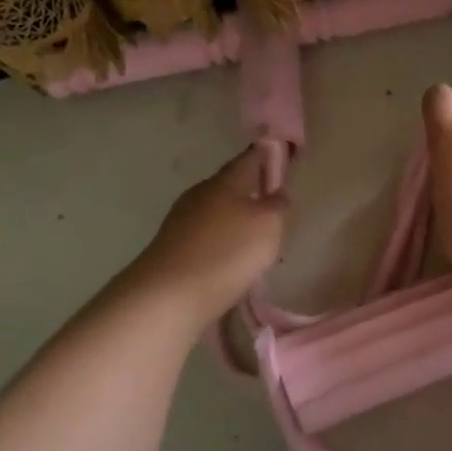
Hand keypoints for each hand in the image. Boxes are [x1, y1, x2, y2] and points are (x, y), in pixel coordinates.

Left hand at [125, 150, 286, 327]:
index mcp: (225, 182)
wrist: (169, 295)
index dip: (267, 155)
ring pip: (217, 212)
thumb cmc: (228, 252)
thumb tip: (277, 192)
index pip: (249, 158)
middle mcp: (200, 194)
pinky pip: (206, 236)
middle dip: (251, 191)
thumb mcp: (269, 225)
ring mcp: (182, 221)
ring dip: (236, 219)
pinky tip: (233, 258)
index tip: (282, 155)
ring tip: (256, 237)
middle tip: (273, 203)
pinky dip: (222, 241)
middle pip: (231, 185)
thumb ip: (278, 204)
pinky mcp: (173, 247)